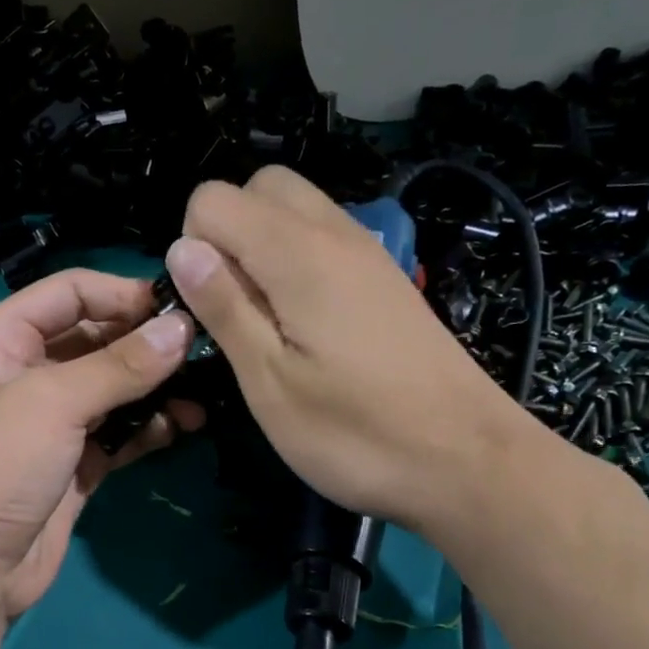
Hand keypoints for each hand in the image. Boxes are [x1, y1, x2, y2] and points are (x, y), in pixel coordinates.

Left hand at [0, 269, 203, 616]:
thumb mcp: (53, 403)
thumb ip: (120, 365)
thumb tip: (182, 329)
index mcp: (3, 339)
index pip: (70, 292)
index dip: (122, 294)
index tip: (178, 310)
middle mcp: (28, 372)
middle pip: (97, 338)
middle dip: (147, 344)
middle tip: (203, 352)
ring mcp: (53, 421)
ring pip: (114, 388)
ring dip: (156, 389)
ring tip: (201, 396)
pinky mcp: (75, 463)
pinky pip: (119, 431)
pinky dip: (149, 427)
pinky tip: (183, 426)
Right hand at [165, 166, 543, 537]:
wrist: (466, 461)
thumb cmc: (354, 432)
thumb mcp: (269, 382)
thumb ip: (224, 307)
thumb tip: (182, 248)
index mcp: (297, 254)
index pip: (212, 200)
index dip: (193, 250)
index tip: (209, 311)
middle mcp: (334, 233)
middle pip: (259, 187)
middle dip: (226, 234)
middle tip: (234, 307)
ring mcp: (366, 252)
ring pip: (294, 209)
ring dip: (261, 247)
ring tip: (266, 322)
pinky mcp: (384, 278)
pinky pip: (324, 238)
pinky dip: (296, 261)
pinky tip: (305, 326)